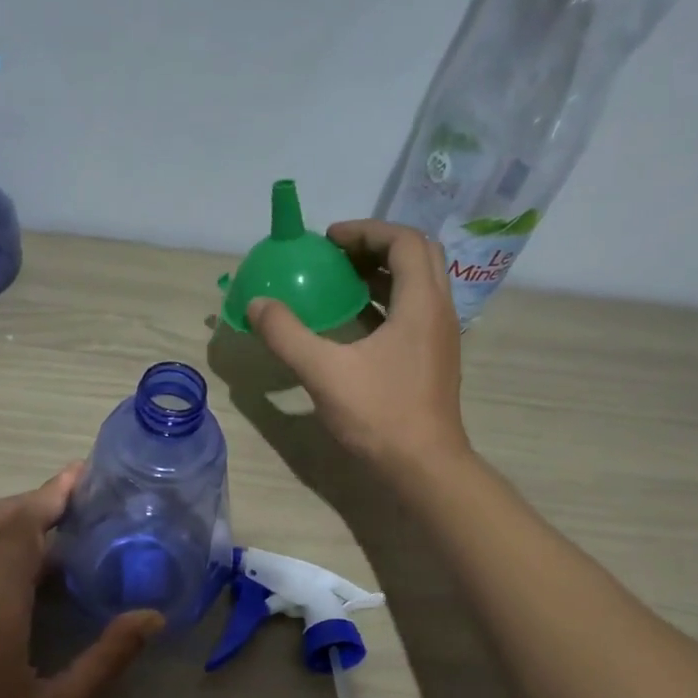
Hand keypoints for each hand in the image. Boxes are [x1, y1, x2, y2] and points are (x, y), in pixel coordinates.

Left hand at [0, 465, 162, 697]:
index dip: (52, 494)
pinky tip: (35, 574)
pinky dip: (5, 548)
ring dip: (21, 522)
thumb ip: (107, 658)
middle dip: (38, 497)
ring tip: (68, 527)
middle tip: (82, 494)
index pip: (21, 527)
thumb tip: (152, 617)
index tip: (84, 475)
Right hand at [247, 219, 469, 478]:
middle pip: (416, 256)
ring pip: (417, 285)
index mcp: (421, 303)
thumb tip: (257, 305)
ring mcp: (440, 336)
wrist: (424, 467)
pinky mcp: (433, 359)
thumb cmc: (380, 415)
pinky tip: (354, 323)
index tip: (328, 240)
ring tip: (341, 282)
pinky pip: (413, 312)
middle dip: (376, 247)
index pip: (404, 241)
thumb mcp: (324, 373)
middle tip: (337, 256)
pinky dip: (386, 303)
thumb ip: (287, 335)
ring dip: (382, 274)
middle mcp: (438, 311)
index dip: (365, 231)